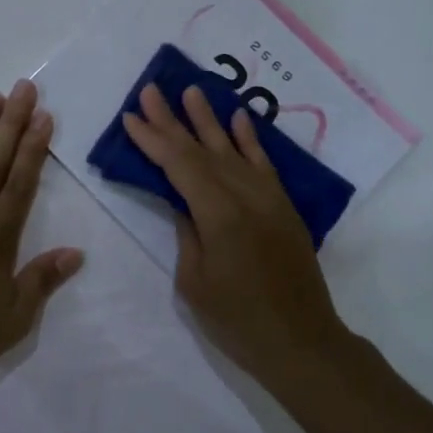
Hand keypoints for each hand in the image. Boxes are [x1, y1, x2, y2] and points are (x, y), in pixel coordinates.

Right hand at [121, 83, 348, 380]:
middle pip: (202, 149)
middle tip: (151, 89)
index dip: (152, 139)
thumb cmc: (238, 320)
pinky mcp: (283, 207)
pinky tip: (239, 118)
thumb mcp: (195, 281)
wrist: (302, 343)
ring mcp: (268, 198)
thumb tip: (183, 202)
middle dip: (172, 120)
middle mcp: (245, 196)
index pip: (179, 165)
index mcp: (218, 214)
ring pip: (232, 149)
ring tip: (191, 90)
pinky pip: (263, 164)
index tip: (130, 116)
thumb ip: (188, 232)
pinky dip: (250, 139)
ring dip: (209, 119)